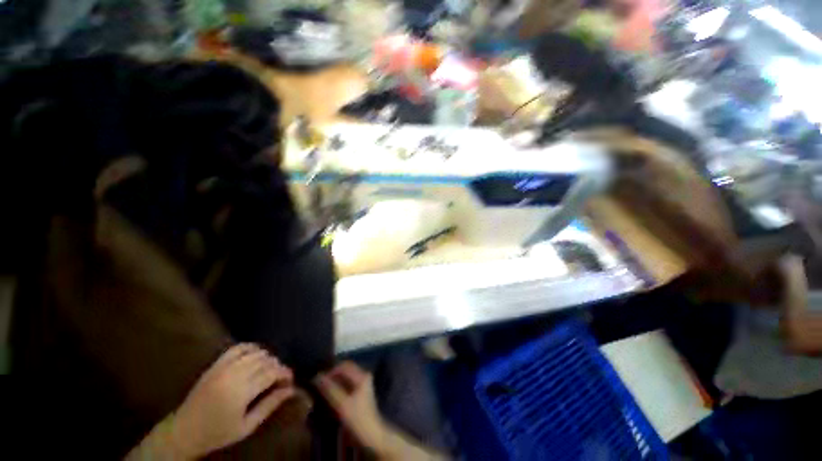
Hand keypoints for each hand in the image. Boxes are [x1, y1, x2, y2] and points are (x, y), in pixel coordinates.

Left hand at [170, 343, 295, 457]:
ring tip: (269, 369)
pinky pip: (239, 347)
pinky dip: (252, 347)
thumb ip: (270, 405)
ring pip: (256, 353)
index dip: (285, 373)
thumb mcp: (247, 426)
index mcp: (241, 392)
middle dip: (278, 366)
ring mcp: (223, 367)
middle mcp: (234, 374)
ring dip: (267, 358)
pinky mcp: (216, 364)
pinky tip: (257, 354)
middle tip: (281, 378)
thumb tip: (291, 390)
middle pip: (266, 361)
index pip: (272, 373)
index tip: (290, 380)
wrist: (184, 431)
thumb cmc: (217, 433)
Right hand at [314, 362, 386, 451]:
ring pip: (346, 377)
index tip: (318, 379)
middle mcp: (363, 376)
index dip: (331, 370)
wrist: (372, 434)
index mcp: (362, 375)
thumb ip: (330, 389)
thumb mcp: (342, 404)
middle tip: (319, 383)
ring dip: (335, 381)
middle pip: (346, 370)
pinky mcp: (360, 393)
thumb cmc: (358, 418)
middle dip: (333, 375)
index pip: (344, 365)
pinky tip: (330, 394)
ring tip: (322, 389)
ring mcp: (363, 384)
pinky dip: (339, 387)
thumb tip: (317, 377)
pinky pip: (348, 384)